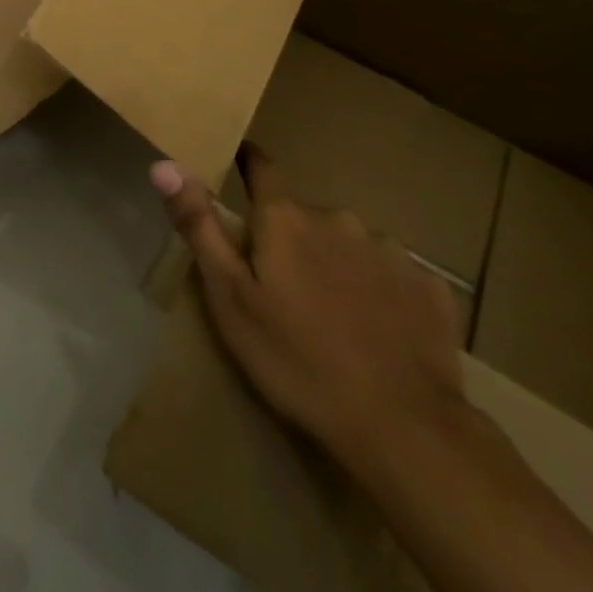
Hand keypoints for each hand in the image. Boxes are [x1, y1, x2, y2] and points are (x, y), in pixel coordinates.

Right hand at [151, 147, 466, 465]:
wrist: (403, 427)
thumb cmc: (297, 360)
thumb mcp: (230, 298)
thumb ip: (199, 226)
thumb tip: (164, 164)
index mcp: (285, 218)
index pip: (261, 166)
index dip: (248, 165)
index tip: (239, 169)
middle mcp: (336, 217)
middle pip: (304, 215)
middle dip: (293, 239)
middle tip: (286, 289)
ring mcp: (389, 249)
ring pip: (348, 244)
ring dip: (337, 264)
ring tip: (335, 317)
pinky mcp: (428, 285)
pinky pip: (392, 275)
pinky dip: (380, 292)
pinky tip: (380, 332)